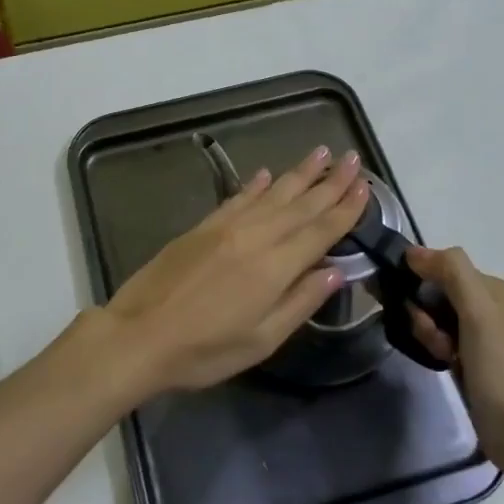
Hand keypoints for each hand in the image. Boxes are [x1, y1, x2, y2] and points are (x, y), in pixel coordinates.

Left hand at [100, 147, 369, 393]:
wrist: (139, 336)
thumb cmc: (204, 350)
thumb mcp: (261, 340)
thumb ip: (300, 302)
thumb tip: (335, 271)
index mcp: (275, 267)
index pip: (320, 230)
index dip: (346, 208)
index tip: (365, 186)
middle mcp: (255, 237)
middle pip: (301, 204)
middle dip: (330, 181)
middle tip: (352, 158)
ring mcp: (226, 227)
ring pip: (272, 194)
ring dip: (299, 173)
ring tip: (321, 152)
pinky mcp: (202, 227)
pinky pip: (237, 198)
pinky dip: (255, 184)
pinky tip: (267, 174)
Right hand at [405, 246, 503, 470]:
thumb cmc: (499, 368)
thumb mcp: (478, 311)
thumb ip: (451, 272)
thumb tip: (412, 252)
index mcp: (493, 287)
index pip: (441, 265)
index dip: (420, 280)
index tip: (412, 305)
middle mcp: (487, 304)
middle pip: (435, 291)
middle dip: (424, 312)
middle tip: (435, 337)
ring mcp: (479, 333)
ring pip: (433, 316)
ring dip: (428, 332)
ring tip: (443, 355)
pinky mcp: (470, 358)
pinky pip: (439, 338)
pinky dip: (435, 347)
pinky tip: (443, 363)